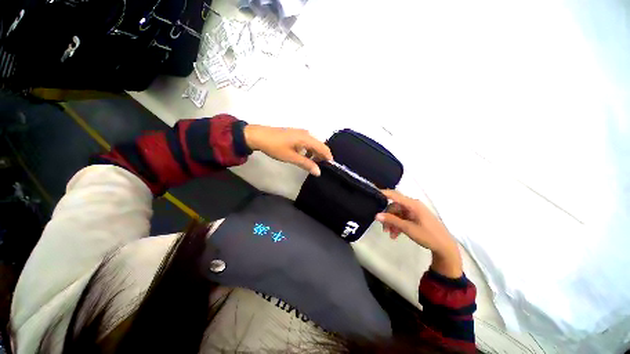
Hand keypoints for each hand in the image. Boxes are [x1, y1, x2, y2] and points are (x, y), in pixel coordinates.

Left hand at [244, 125, 332, 175]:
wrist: (258, 136)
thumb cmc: (275, 147)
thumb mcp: (291, 157)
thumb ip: (306, 164)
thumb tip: (318, 172)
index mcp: (306, 138)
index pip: (323, 148)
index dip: (328, 157)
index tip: (330, 167)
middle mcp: (306, 133)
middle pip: (319, 145)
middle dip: (322, 156)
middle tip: (321, 167)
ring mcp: (300, 133)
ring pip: (313, 144)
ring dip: (315, 153)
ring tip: (312, 164)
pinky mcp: (295, 134)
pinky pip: (306, 142)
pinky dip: (308, 150)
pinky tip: (304, 157)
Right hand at [376, 190, 462, 277]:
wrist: (445, 247)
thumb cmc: (428, 236)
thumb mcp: (408, 228)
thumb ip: (392, 220)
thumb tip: (376, 215)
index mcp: (413, 204)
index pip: (394, 195)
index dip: (383, 193)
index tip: (372, 195)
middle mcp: (413, 205)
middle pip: (394, 206)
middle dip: (387, 217)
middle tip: (383, 228)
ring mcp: (414, 211)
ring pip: (397, 213)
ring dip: (392, 223)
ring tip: (390, 234)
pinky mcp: (415, 217)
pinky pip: (402, 218)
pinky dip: (397, 225)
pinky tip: (395, 235)